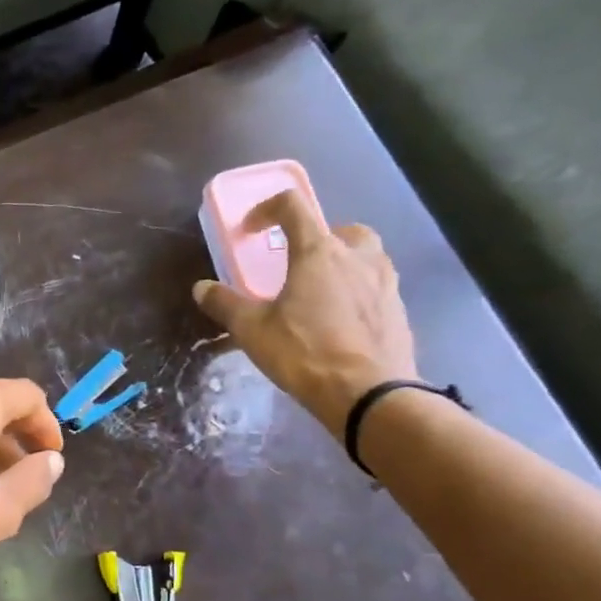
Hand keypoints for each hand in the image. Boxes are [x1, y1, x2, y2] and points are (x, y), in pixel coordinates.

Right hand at [193, 188, 417, 431]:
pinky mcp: (398, 309)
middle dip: (316, 239)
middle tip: (296, 265)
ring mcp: (384, 282)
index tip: (250, 230)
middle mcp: (357, 256)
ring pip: (364, 256)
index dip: (267, 209)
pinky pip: (375, 287)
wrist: (369, 394)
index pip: (293, 206)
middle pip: (339, 229)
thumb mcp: (252, 330)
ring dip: (341, 264)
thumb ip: (225, 304)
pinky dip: (356, 293)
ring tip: (318, 294)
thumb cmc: (304, 352)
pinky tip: (340, 322)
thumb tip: (201, 288)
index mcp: (318, 251)